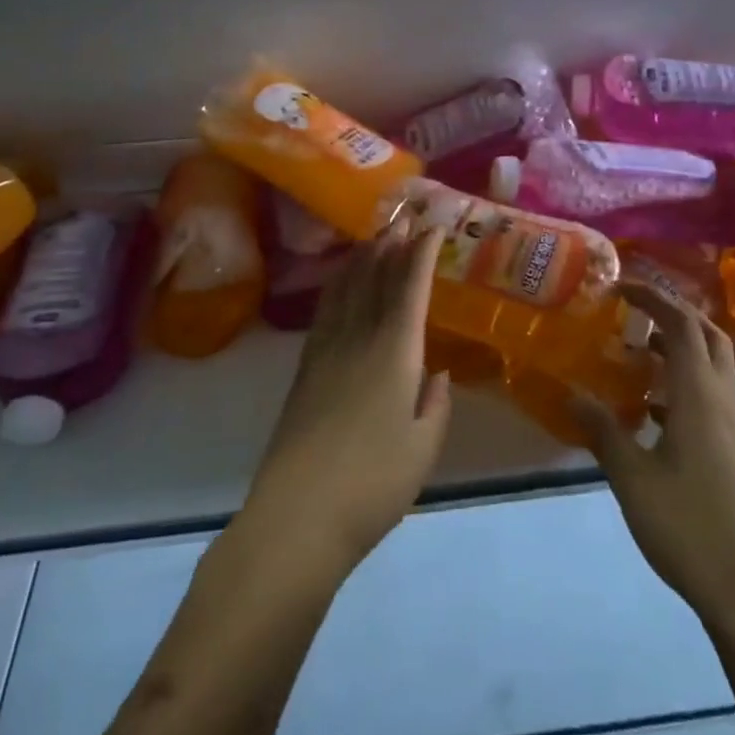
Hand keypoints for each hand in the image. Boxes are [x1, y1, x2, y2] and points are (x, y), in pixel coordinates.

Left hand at [240, 223, 452, 581]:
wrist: (299, 513)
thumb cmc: (374, 483)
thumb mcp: (423, 447)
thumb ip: (434, 404)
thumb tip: (435, 373)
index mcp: (394, 353)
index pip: (409, 289)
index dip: (421, 256)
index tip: (432, 229)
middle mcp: (358, 340)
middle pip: (374, 280)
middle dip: (390, 248)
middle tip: (401, 221)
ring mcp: (325, 352)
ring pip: (345, 291)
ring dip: (360, 261)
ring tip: (371, 240)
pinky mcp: (304, 370)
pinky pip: (324, 313)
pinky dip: (336, 289)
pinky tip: (339, 287)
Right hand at [570, 284, 734, 623]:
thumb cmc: (690, 527)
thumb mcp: (632, 477)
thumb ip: (602, 430)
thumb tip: (571, 393)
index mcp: (700, 396)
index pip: (682, 325)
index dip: (653, 298)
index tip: (620, 287)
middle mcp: (723, 402)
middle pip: (707, 337)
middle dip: (672, 314)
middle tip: (632, 311)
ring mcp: (734, 429)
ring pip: (711, 368)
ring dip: (677, 350)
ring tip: (633, 354)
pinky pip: (709, 399)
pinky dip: (681, 386)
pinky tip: (649, 413)